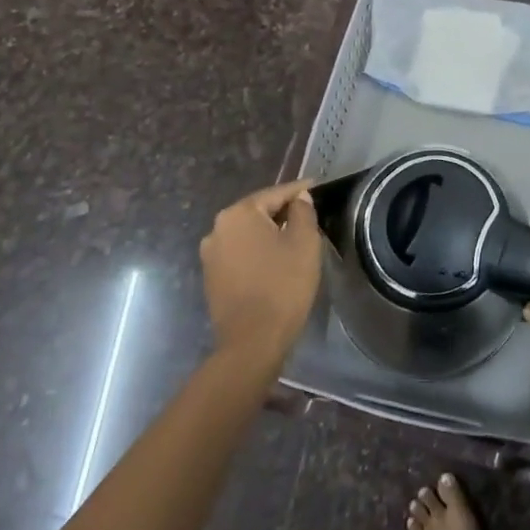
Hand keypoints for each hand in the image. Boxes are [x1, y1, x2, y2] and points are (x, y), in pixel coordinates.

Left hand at [200, 181, 321, 366]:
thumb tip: (299, 199)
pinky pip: (239, 252)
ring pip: (248, 232)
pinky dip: (257, 250)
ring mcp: (211, 254)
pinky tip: (275, 259)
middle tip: (309, 213)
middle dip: (283, 211)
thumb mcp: (304, 242)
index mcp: (239, 213)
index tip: (318, 187)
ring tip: (294, 237)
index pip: (276, 193)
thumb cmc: (283, 285)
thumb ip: (303, 211)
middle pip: (258, 211)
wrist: (252, 342)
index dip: (300, 191)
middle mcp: (218, 228)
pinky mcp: (211, 276)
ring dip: (269, 232)